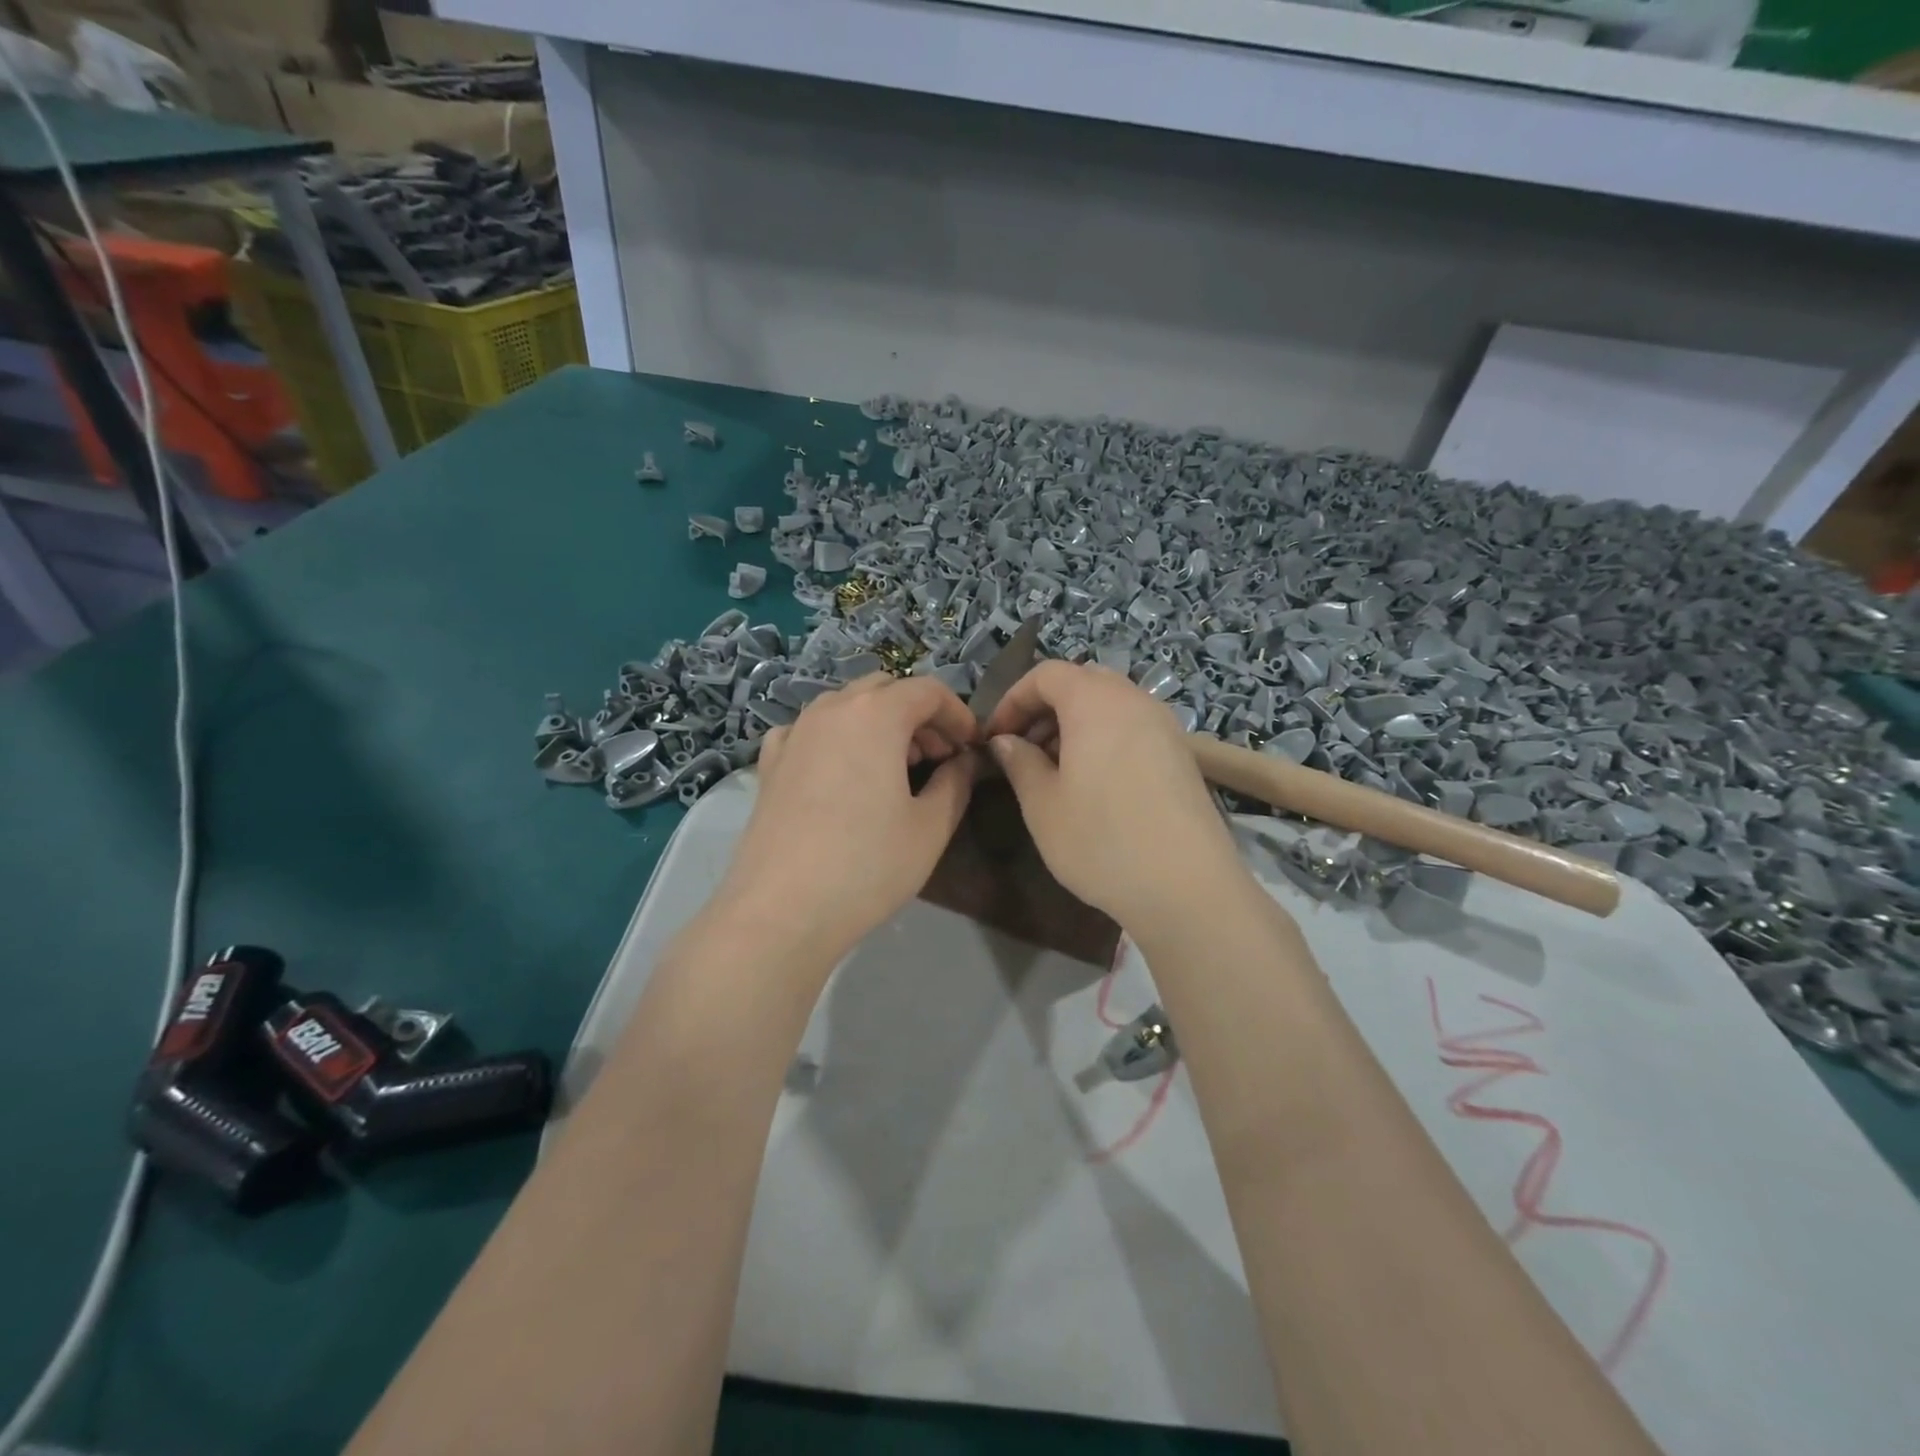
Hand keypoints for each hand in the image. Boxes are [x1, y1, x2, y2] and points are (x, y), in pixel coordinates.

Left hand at [722, 674, 978, 961]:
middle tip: (937, 757)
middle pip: (884, 689)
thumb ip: (956, 781)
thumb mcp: (930, 826)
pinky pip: (810, 730)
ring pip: (845, 706)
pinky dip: (836, 738)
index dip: (958, 714)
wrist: (781, 910)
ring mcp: (794, 733)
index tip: (971, 747)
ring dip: (878, 723)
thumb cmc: (868, 865)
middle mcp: (831, 709)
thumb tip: (965, 760)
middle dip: (918, 714)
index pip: (928, 690)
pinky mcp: (770, 763)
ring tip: (894, 768)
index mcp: (876, 714)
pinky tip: (840, 772)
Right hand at [983, 661, 1248, 942]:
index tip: (995, 737)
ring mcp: (1165, 726)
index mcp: (1095, 701)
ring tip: (1055, 770)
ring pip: (1110, 704)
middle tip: (1024, 750)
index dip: (1013, 699)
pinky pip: (1133, 727)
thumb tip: (1006, 742)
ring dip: (1075, 724)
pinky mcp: (1182, 754)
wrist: (1187, 888)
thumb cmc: (1101, 840)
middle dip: (1045, 709)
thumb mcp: (1043, 805)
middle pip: (1082, 682)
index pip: (1046, 674)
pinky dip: (1105, 738)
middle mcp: (1134, 700)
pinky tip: (1094, 784)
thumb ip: (1019, 763)